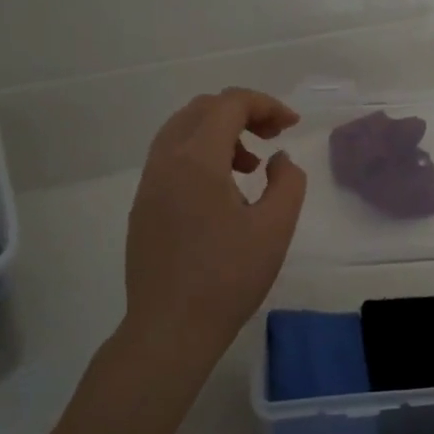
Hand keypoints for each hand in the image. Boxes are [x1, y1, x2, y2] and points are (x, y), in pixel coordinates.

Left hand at [121, 88, 306, 377]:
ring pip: (182, 132)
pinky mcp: (142, 208)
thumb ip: (287, 182)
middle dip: (241, 113)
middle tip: (273, 137)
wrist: (170, 329)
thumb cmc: (228, 277)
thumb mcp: (275, 228)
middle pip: (202, 110)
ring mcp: (148, 184)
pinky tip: (222, 192)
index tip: (292, 126)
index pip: (229, 104)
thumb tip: (278, 160)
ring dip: (219, 134)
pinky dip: (200, 155)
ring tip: (250, 166)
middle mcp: (165, 161)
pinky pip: (171, 159)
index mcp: (197, 159)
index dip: (265, 105)